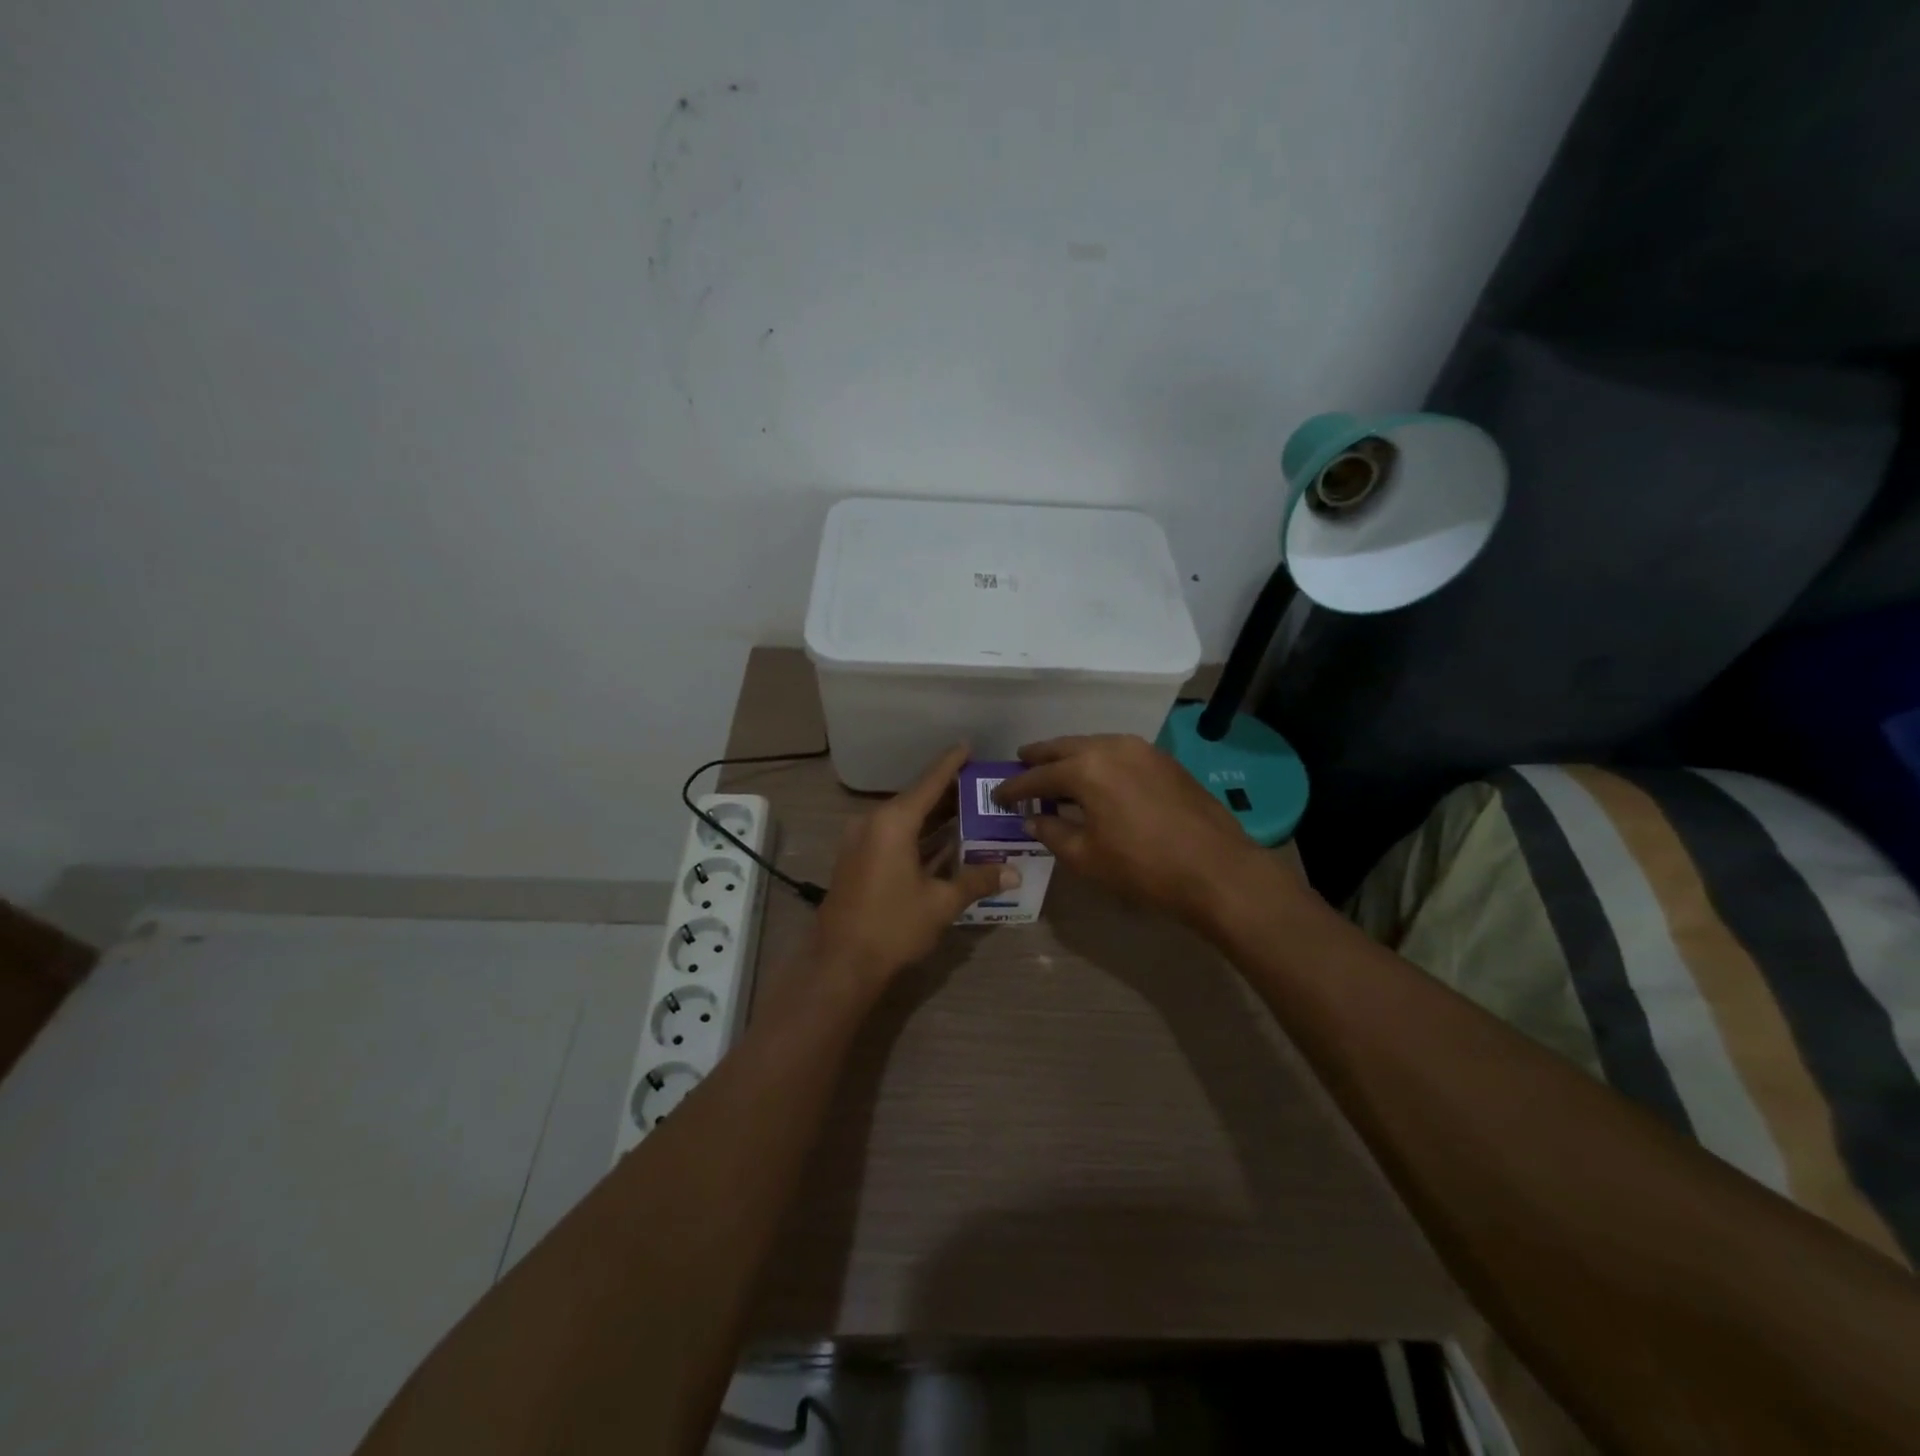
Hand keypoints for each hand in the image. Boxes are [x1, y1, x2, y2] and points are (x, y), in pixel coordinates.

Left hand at [812, 745, 1016, 996]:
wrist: (840, 964)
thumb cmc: (892, 926)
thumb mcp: (941, 903)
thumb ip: (977, 881)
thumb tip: (1013, 872)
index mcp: (893, 822)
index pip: (929, 783)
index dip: (950, 764)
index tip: (968, 746)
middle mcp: (873, 823)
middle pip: (917, 800)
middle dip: (948, 794)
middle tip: (981, 787)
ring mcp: (861, 842)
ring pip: (905, 820)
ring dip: (934, 818)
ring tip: (970, 811)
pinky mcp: (858, 861)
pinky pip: (894, 837)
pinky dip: (919, 837)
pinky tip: (945, 842)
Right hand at [994, 734, 1263, 923]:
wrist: (1216, 869)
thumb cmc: (1144, 867)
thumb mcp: (1087, 857)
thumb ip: (1053, 833)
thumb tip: (1032, 820)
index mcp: (1086, 769)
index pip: (1039, 776)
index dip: (1015, 788)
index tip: (997, 795)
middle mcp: (1111, 747)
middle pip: (1064, 747)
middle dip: (1040, 757)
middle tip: (1020, 764)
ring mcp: (1142, 749)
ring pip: (1094, 745)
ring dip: (1071, 756)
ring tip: (1056, 770)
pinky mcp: (1163, 760)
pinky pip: (1118, 752)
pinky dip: (1099, 760)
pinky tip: (1096, 778)